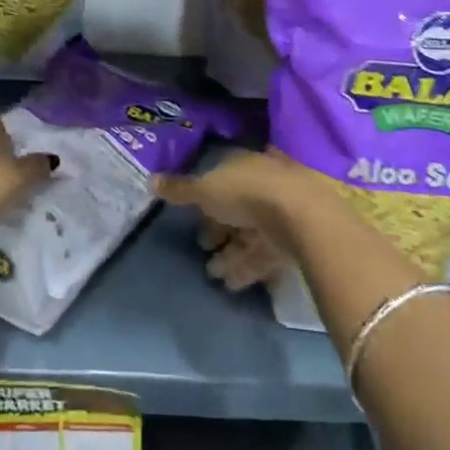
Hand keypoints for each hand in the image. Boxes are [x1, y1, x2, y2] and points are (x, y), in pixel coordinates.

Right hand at [154, 150, 314, 292]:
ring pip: (250, 233)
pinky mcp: (294, 238)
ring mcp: (281, 211)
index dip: (205, 198)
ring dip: (231, 254)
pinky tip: (232, 284)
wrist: (300, 216)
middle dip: (218, 229)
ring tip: (213, 275)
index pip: (221, 178)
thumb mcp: (205, 190)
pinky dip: (247, 267)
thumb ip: (180, 190)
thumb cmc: (246, 193)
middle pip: (236, 207)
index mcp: (243, 164)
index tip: (191, 216)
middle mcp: (263, 183)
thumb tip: (150, 179)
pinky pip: (264, 252)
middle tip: (202, 247)